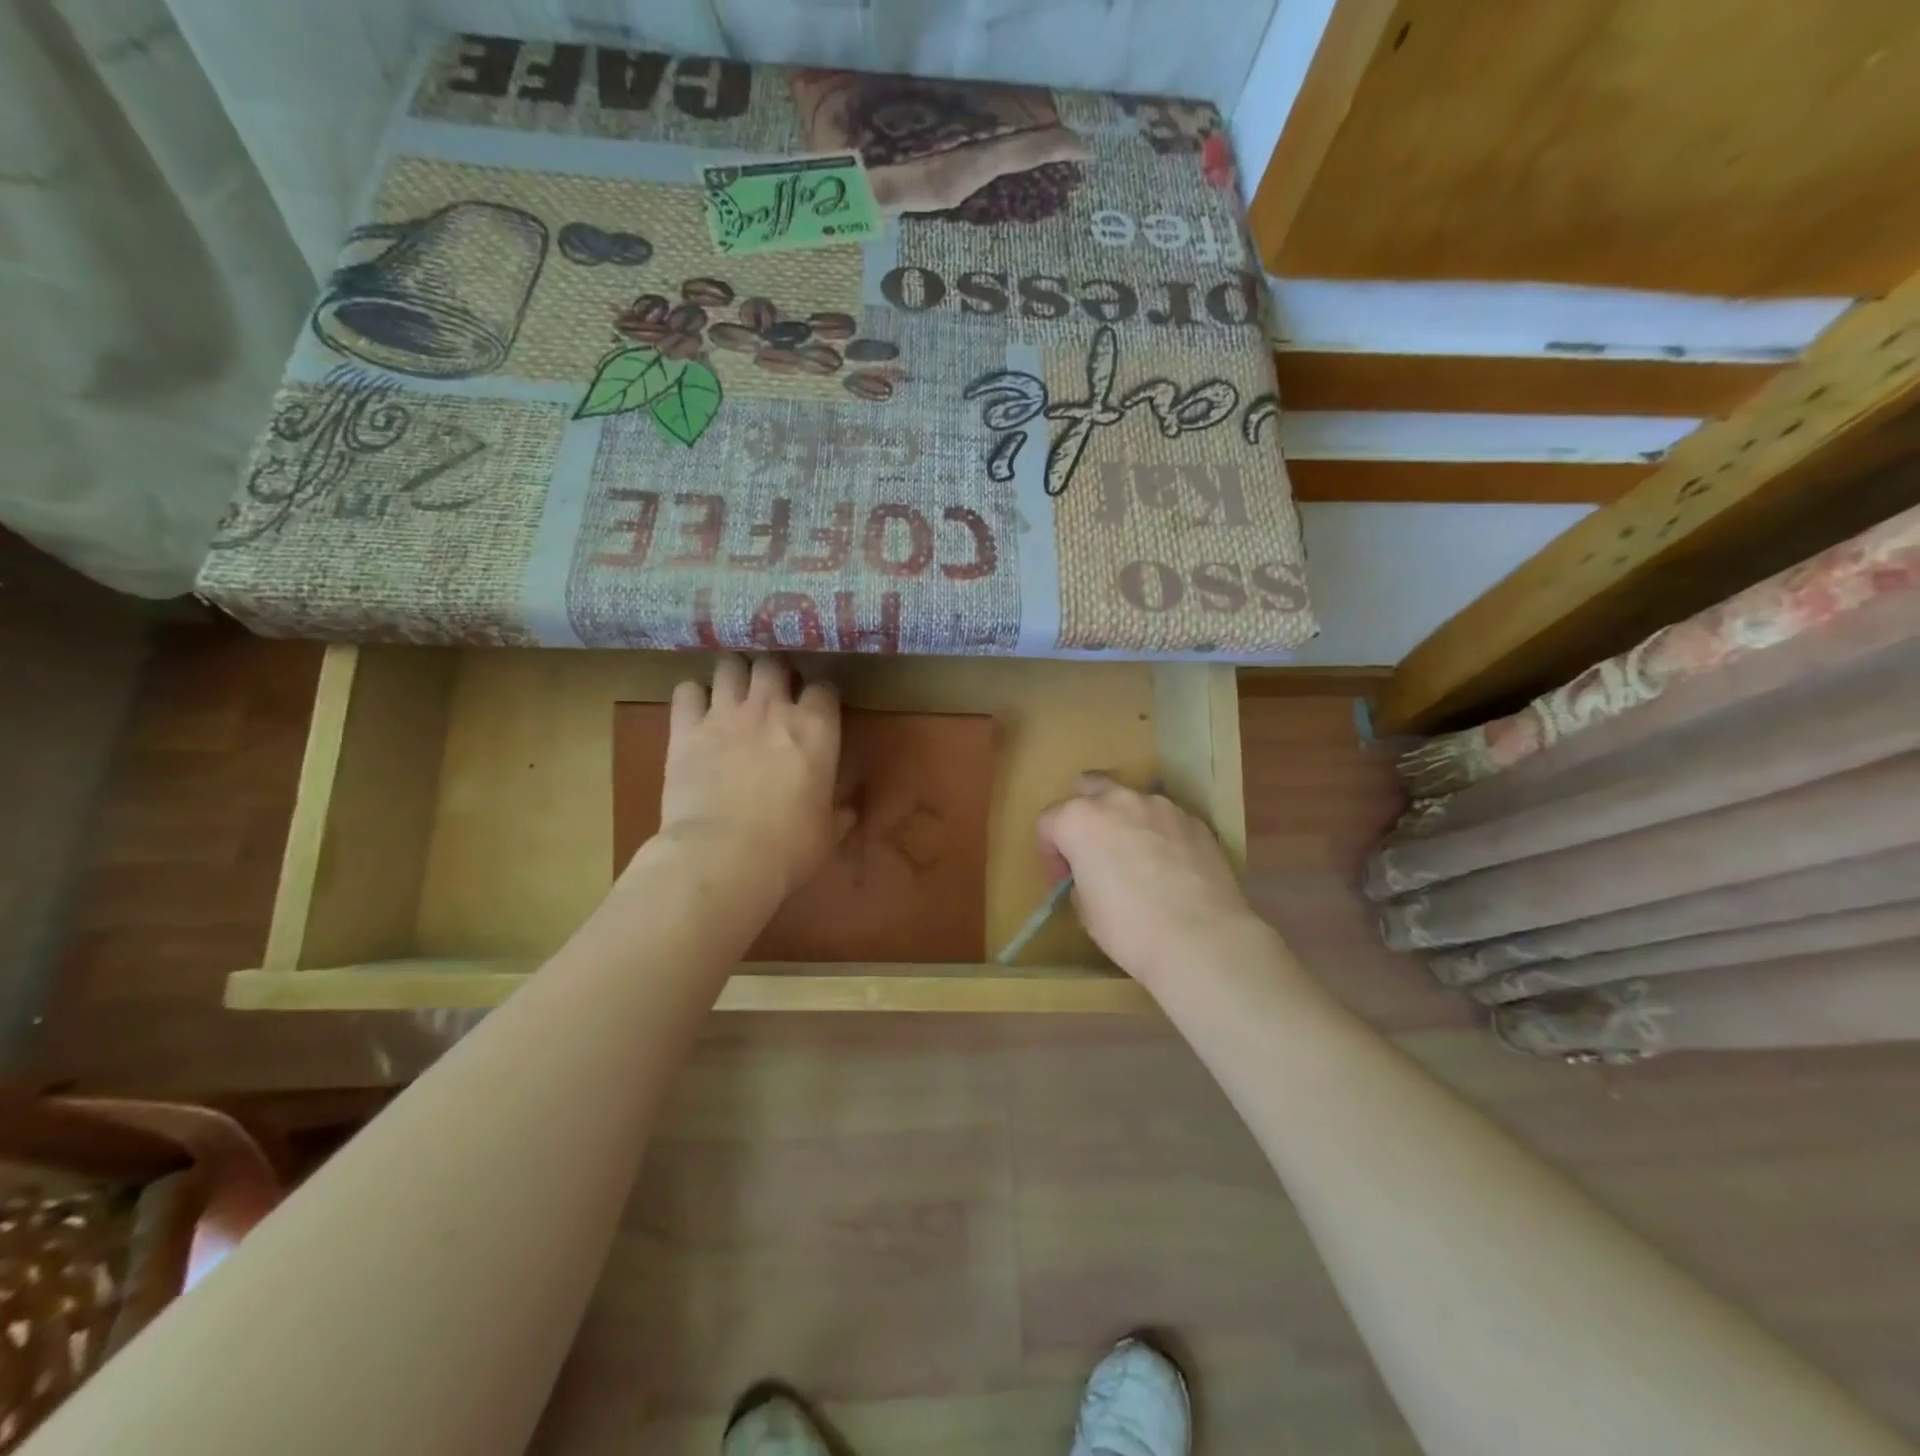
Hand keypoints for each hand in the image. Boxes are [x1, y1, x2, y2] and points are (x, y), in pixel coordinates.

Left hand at [647, 654, 847, 906]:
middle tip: (773, 692)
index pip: (824, 687)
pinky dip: (692, 695)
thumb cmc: (789, 847)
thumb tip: (847, 812)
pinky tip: (696, 710)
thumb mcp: (826, 833)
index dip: (821, 696)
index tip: (818, 709)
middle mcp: (771, 708)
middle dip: (775, 672)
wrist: (724, 857)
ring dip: (734, 674)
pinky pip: (686, 690)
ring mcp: (725, 714)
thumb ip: (837, 814)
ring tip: (734, 690)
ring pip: (729, 665)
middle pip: (774, 663)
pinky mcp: (685, 729)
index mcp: (815, 728)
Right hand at [1037, 774, 1269, 993]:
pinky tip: (1169, 867)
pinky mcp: (1195, 821)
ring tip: (1136, 858)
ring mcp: (1161, 806)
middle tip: (1092, 850)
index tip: (1062, 881)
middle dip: (1084, 813)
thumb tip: (1093, 874)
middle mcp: (1118, 800)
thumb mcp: (1085, 909)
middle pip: (1089, 788)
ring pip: (1132, 801)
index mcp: (1080, 819)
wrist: (1202, 939)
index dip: (1050, 853)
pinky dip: (1160, 834)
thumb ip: (1081, 878)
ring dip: (1125, 822)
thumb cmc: (1129, 927)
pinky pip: (1166, 819)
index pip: (1048, 822)